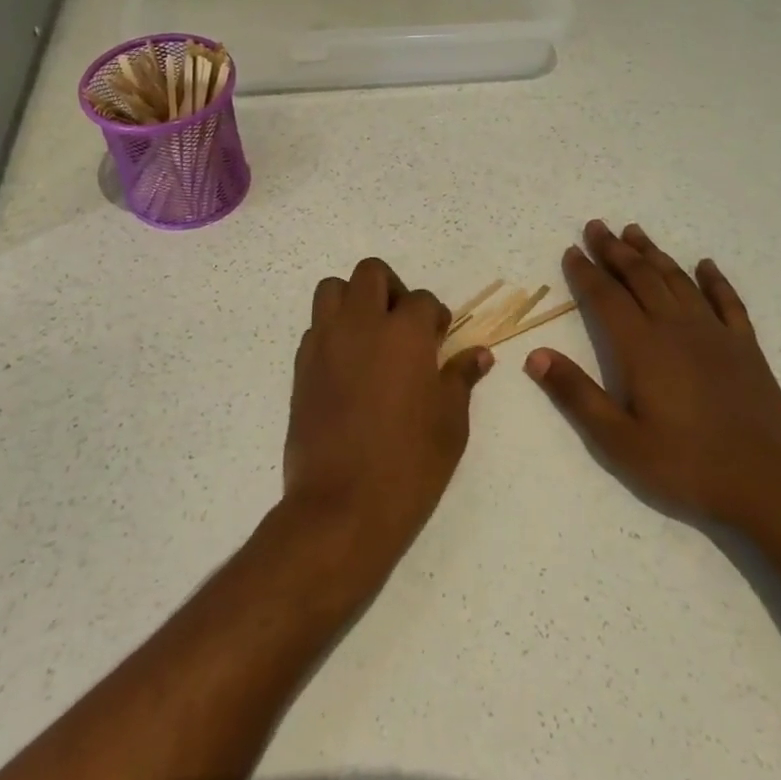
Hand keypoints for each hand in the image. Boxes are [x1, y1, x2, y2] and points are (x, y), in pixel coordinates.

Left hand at [284, 258, 493, 568]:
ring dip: (354, 301)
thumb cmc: (409, 464)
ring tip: (370, 337)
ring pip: (333, 289)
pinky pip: (316, 328)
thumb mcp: (450, 422)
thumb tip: (478, 355)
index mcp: (404, 332)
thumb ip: (461, 378)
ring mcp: (326, 343)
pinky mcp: (302, 367)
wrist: (342, 507)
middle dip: (391, 289)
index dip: (435, 318)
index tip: (439, 341)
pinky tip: (348, 368)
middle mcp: (361, 325)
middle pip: (371, 273)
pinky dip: (333, 333)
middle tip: (403, 326)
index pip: (422, 300)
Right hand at [524, 221, 780, 523]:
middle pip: (640, 277)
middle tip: (598, 226)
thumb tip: (535, 355)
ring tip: (635, 233)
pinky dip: (714, 280)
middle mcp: (676, 328)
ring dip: (654, 254)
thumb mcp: (618, 441)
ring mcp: (714, 334)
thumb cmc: (684, 465)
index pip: (606, 297)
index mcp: (642, 347)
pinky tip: (705, 265)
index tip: (572, 250)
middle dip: (615, 250)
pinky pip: (727, 301)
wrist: (766, 483)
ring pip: (678, 280)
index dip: (586, 272)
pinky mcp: (745, 347)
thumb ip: (576, 394)